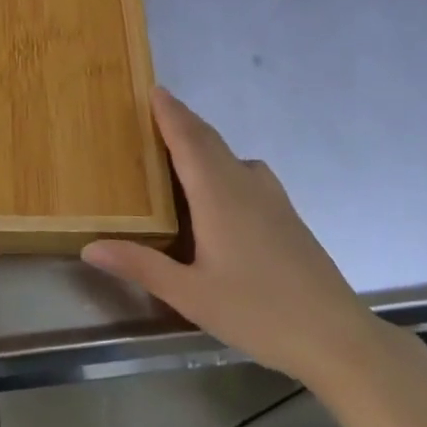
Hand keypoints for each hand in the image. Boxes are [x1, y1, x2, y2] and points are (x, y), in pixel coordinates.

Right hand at [81, 88, 380, 381]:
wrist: (337, 337)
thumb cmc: (257, 312)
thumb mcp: (190, 295)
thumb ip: (141, 265)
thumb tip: (90, 246)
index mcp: (218, 195)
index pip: (188, 140)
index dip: (170, 113)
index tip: (153, 89)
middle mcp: (245, 185)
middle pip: (210, 141)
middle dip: (183, 121)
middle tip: (156, 109)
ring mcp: (272, 199)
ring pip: (231, 155)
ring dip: (204, 142)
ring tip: (179, 147)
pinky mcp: (287, 216)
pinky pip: (246, 173)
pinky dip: (223, 163)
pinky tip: (219, 190)